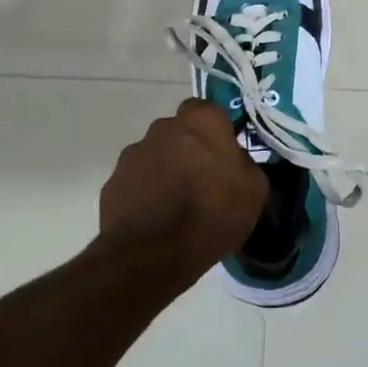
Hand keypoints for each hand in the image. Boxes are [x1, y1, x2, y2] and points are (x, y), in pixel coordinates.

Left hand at [97, 100, 266, 281]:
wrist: (153, 255)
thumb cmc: (212, 215)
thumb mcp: (255, 191)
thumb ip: (245, 164)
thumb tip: (234, 161)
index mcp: (201, 121)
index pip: (208, 111)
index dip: (215, 132)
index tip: (223, 156)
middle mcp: (163, 127)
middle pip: (180, 131)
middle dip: (189, 149)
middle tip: (202, 180)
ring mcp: (133, 153)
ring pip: (156, 155)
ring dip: (166, 170)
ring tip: (176, 205)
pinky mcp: (113, 181)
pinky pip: (136, 180)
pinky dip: (145, 192)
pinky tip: (156, 218)